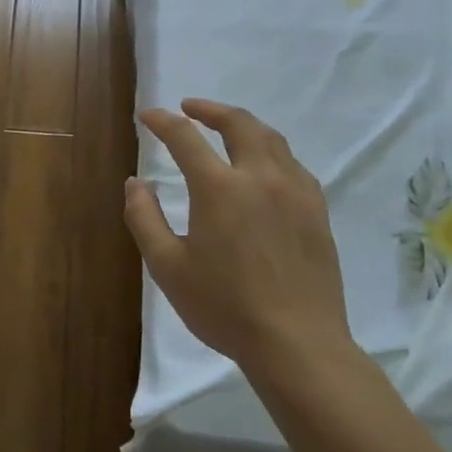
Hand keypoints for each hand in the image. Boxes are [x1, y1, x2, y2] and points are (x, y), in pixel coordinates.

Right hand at [124, 98, 352, 369]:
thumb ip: (145, 219)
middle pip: (238, 123)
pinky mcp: (317, 211)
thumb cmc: (224, 307)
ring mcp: (295, 192)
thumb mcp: (168, 267)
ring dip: (244, 124)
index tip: (147, 116)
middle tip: (190, 107)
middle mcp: (260, 177)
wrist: (298, 344)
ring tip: (226, 128)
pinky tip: (264, 166)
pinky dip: (271, 151)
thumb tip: (135, 183)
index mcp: (219, 188)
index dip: (163, 121)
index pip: (185, 137)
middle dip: (210, 109)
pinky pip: (293, 164)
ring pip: (271, 139)